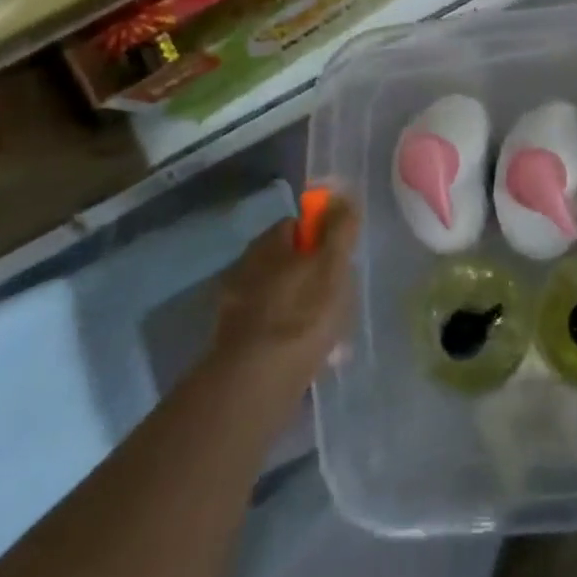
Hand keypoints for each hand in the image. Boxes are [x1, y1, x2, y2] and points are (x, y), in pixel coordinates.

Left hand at [208, 194, 360, 408]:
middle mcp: (243, 267)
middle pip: (285, 261)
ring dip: (298, 306)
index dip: (320, 237)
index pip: (295, 225)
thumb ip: (340, 228)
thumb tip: (343, 194)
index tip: (339, 258)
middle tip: (336, 296)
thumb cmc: (302, 312)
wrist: (258, 381)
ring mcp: (234, 307)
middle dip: (309, 275)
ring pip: (276, 295)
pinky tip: (305, 354)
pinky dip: (285, 334)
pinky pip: (268, 327)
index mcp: (266, 244)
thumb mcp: (333, 264)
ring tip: (325, 332)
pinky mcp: (232, 343)